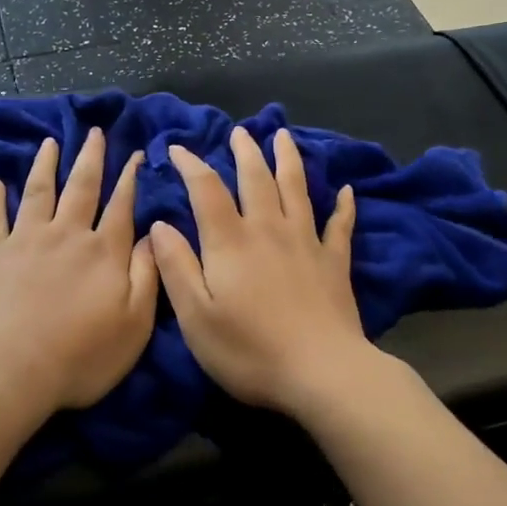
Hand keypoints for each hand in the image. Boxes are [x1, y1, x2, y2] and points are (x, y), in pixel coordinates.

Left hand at [0, 128, 158, 412]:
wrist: (12, 369)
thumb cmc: (81, 355)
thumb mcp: (135, 323)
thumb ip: (147, 275)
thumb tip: (154, 234)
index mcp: (103, 251)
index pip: (121, 205)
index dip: (129, 178)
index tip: (134, 155)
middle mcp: (66, 233)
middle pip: (81, 186)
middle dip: (91, 157)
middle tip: (94, 132)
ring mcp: (26, 238)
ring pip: (39, 190)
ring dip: (47, 164)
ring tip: (51, 142)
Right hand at [151, 127, 389, 420]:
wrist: (322, 373)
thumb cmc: (250, 350)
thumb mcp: (196, 316)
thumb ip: (176, 266)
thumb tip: (160, 225)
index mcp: (231, 242)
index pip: (207, 190)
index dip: (191, 165)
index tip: (177, 148)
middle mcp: (269, 230)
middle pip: (256, 179)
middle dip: (245, 152)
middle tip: (240, 132)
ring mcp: (306, 243)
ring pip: (297, 189)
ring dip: (288, 160)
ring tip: (283, 136)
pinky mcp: (335, 262)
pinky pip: (340, 226)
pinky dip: (343, 206)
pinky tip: (346, 192)